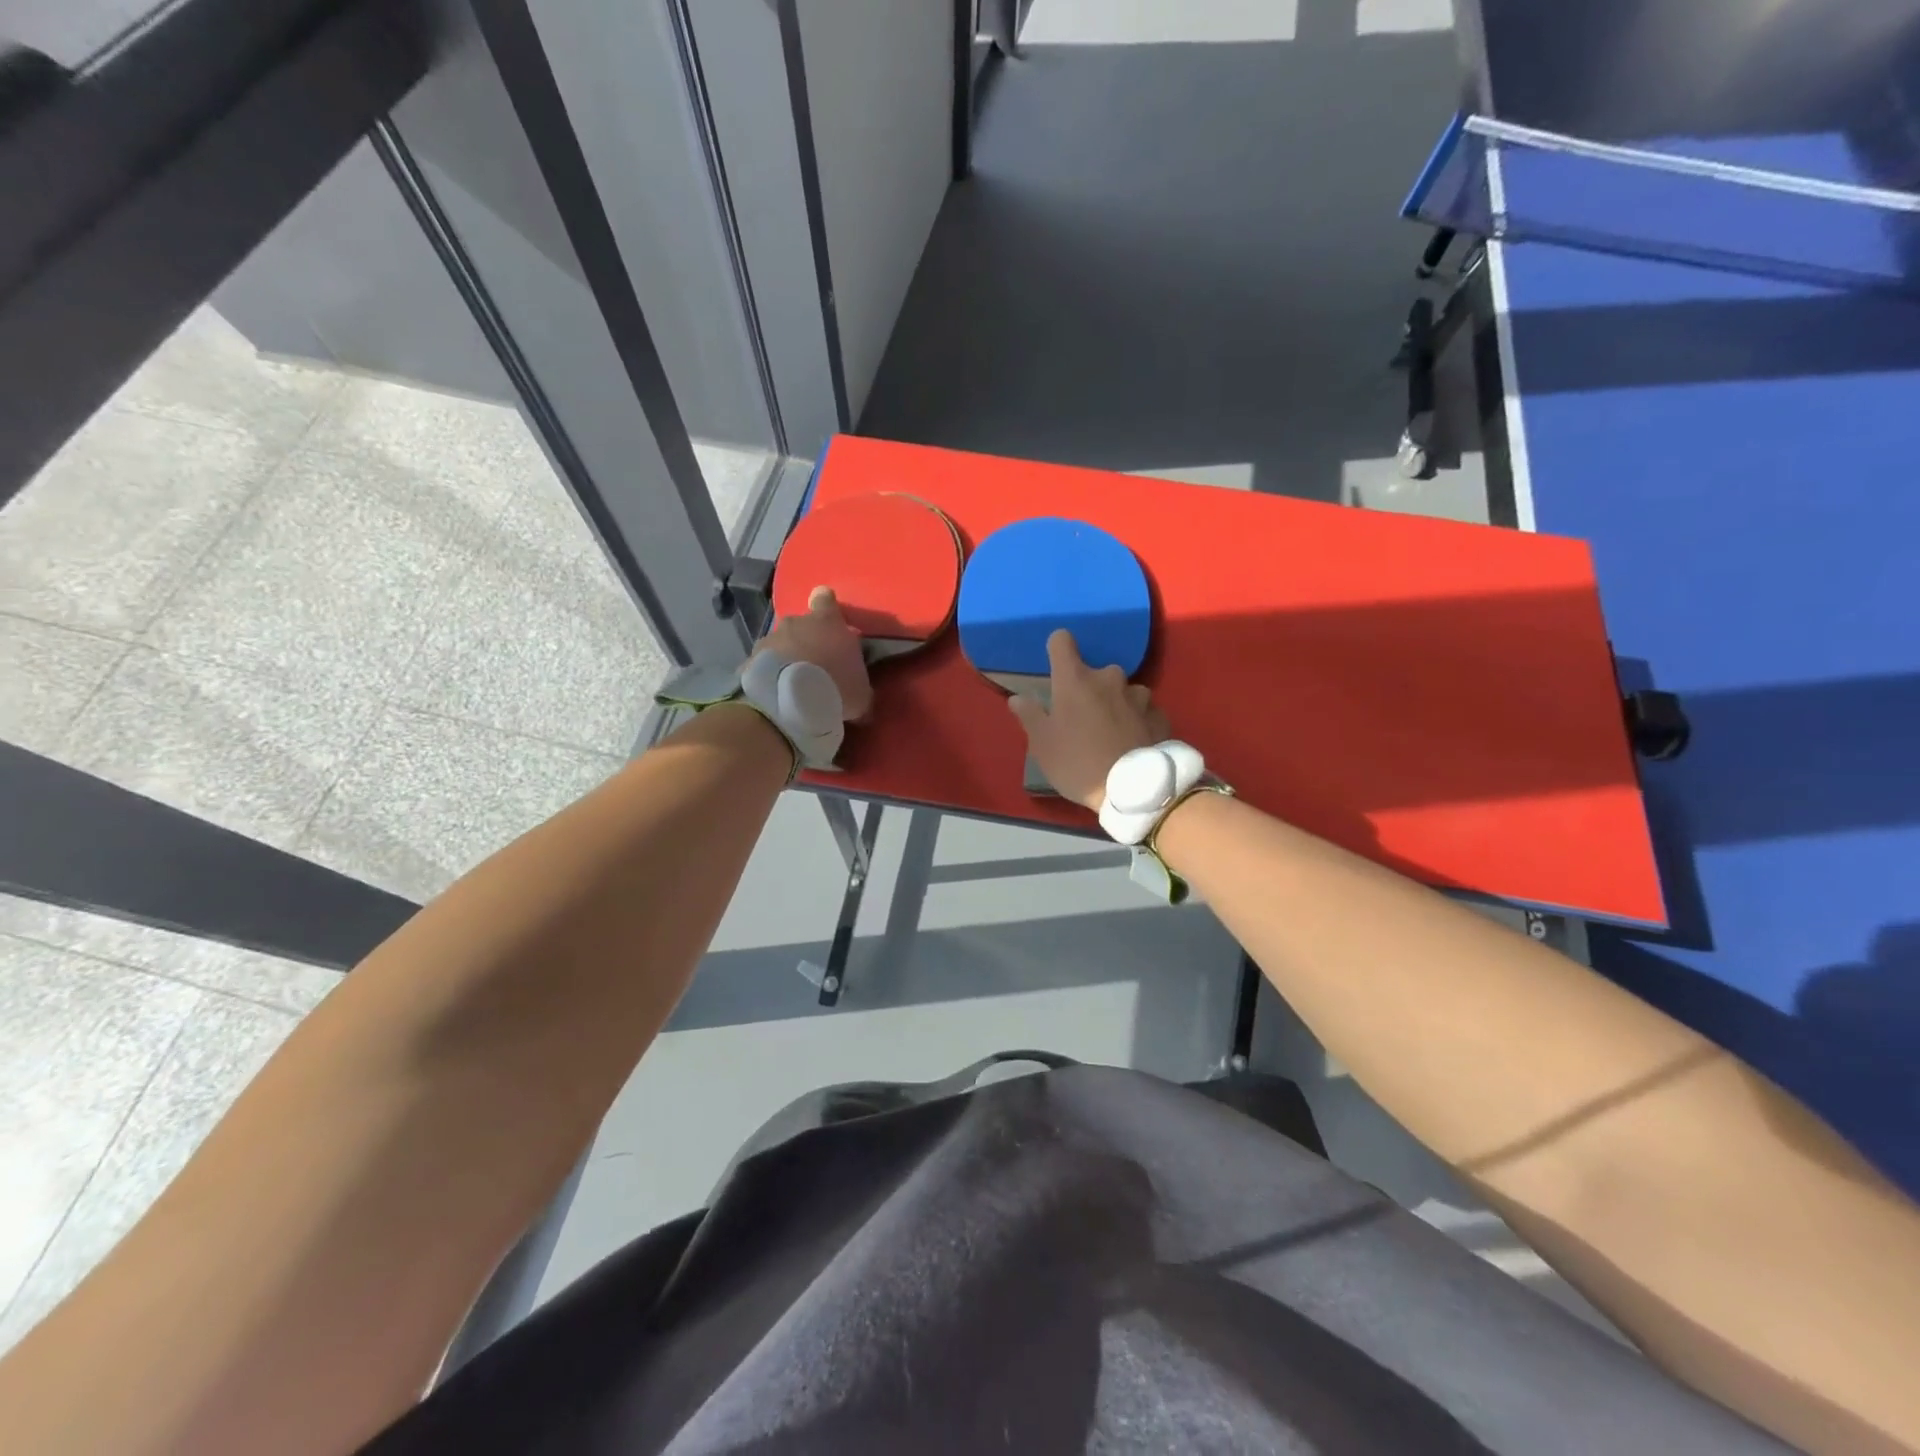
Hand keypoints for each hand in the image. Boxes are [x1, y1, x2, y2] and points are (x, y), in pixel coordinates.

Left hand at [755, 586, 873, 720]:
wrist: (790, 702)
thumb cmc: (836, 688)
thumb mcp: (861, 693)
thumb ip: (860, 686)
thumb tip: (862, 696)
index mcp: (828, 621)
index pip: (826, 599)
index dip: (826, 606)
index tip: (830, 620)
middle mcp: (797, 622)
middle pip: (802, 624)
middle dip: (807, 640)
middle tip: (816, 665)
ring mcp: (770, 638)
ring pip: (781, 643)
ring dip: (787, 658)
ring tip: (793, 684)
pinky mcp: (750, 659)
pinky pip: (764, 664)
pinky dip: (769, 675)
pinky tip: (775, 693)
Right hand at [1009, 629, 1169, 811]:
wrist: (1133, 789)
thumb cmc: (1078, 763)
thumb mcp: (1042, 745)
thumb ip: (1030, 716)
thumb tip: (1017, 698)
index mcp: (1075, 679)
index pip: (1062, 640)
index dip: (1057, 649)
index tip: (1055, 668)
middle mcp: (1109, 677)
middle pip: (1094, 671)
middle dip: (1088, 689)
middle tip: (1082, 719)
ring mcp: (1139, 695)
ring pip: (1122, 691)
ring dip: (1115, 704)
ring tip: (1112, 733)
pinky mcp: (1160, 715)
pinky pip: (1143, 710)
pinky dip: (1136, 721)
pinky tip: (1132, 743)